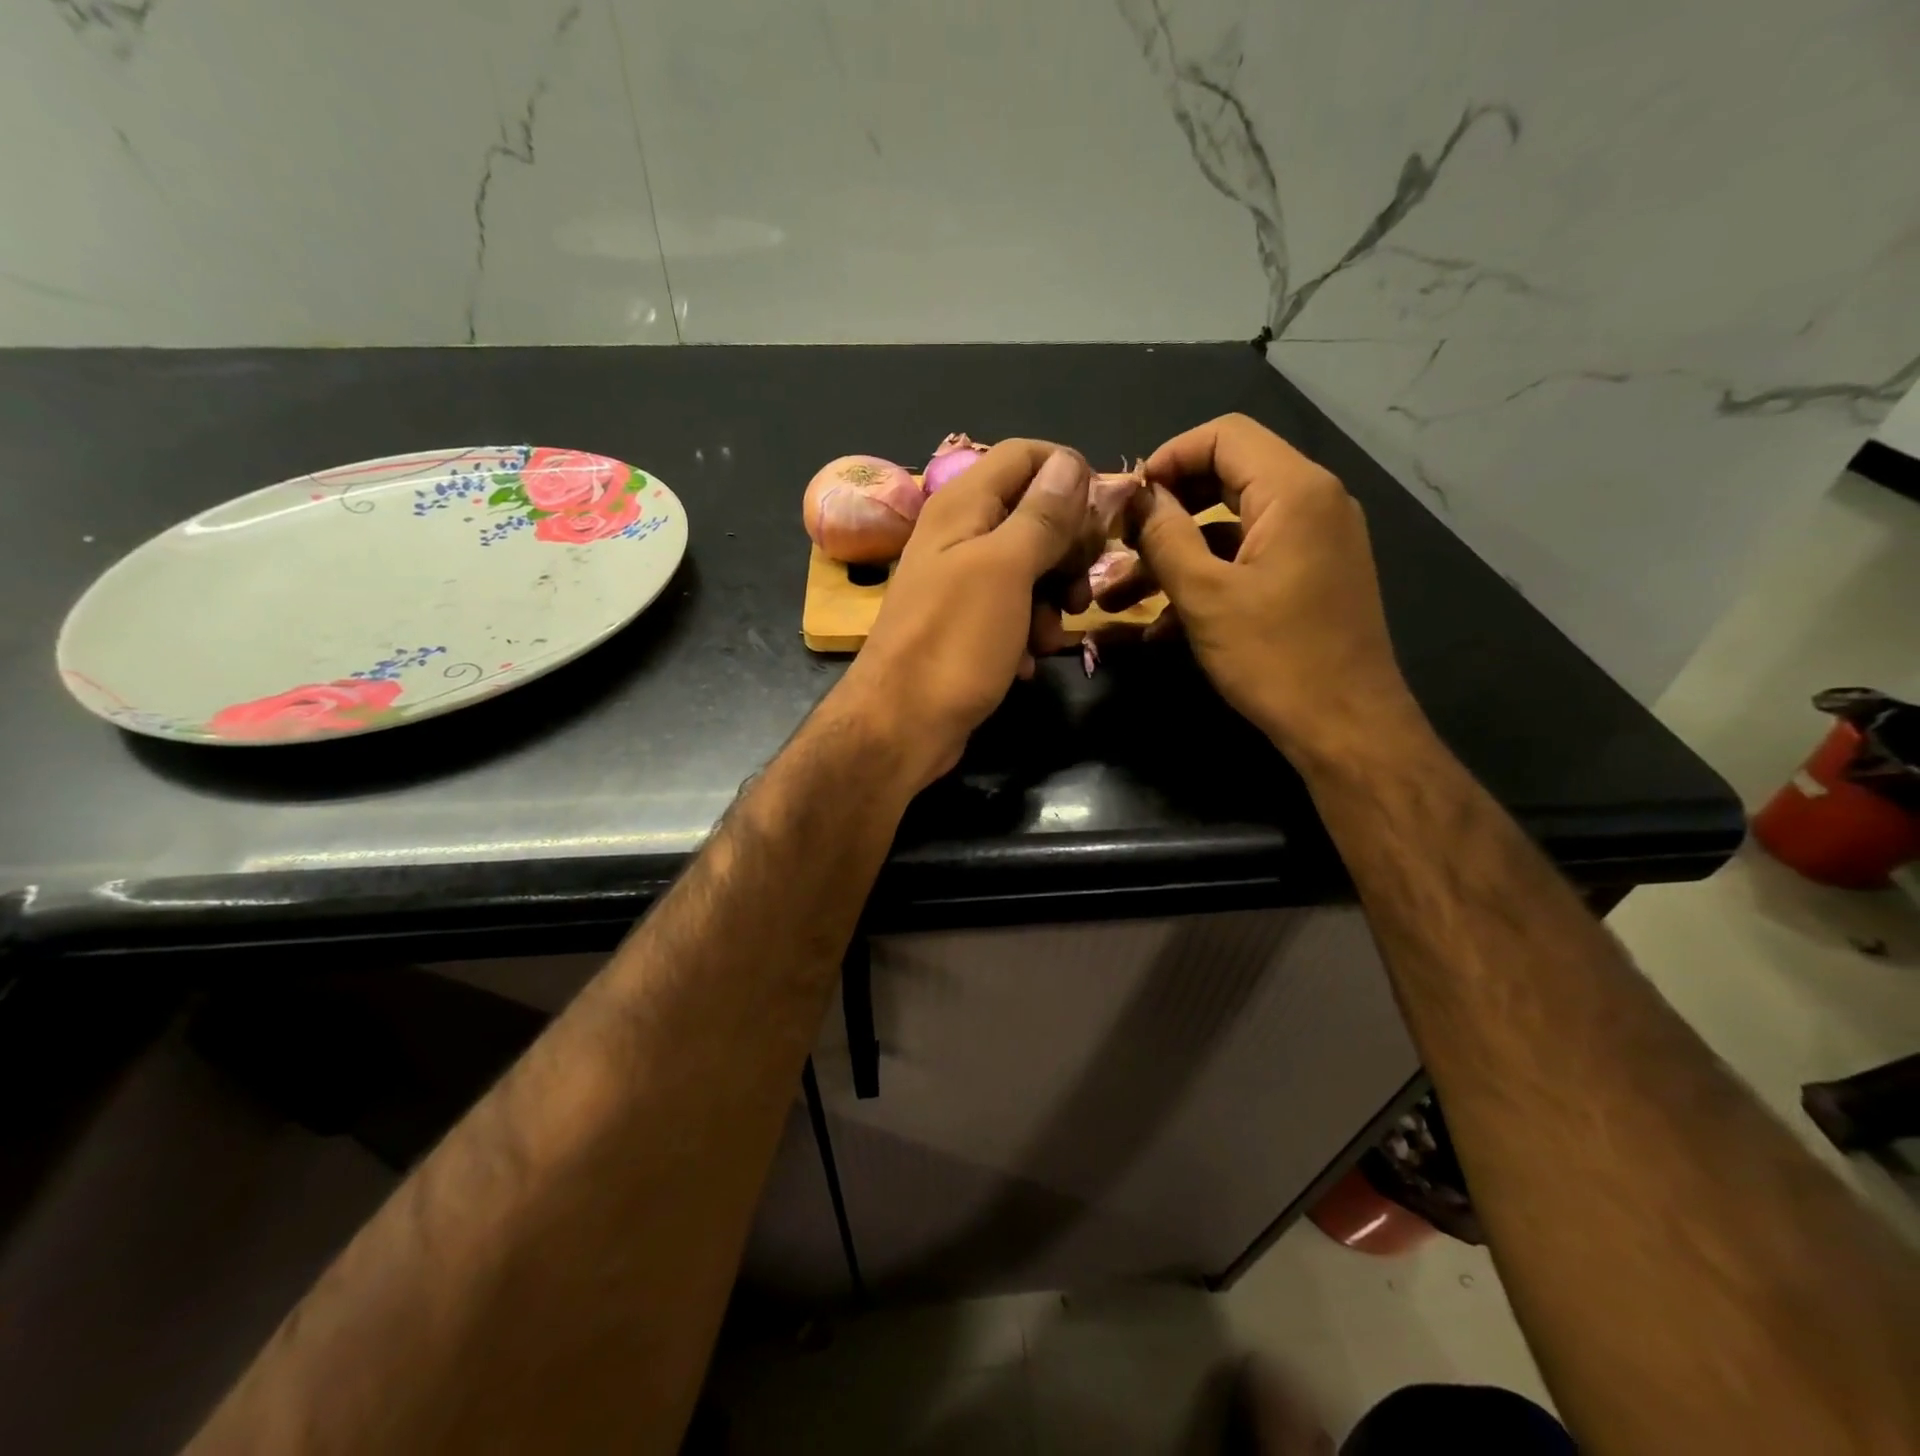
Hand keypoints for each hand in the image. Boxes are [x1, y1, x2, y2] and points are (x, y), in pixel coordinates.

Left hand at [831, 441, 1092, 787]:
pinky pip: (1014, 610)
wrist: (901, 727)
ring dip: (1053, 599)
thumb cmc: (954, 643)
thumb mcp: (1006, 570)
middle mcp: (961, 535)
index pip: (1025, 455)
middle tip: (1078, 588)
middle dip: (1067, 549)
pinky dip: (1028, 631)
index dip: (1067, 475)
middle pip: (1034, 512)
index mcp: (963, 505)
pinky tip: (1027, 660)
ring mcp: (962, 582)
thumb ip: (1040, 515)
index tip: (1098, 519)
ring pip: (1030, 567)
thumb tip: (1070, 461)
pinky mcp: (968, 625)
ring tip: (1049, 636)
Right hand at [1094, 414, 1419, 759]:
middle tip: (1121, 541)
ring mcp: (1315, 541)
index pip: (1224, 435)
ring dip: (1176, 554)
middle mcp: (1312, 502)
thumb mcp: (1205, 596)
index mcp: (1294, 491)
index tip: (1126, 500)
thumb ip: (1165, 536)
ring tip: (1120, 596)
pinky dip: (1206, 579)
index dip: (1167, 457)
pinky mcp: (1309, 576)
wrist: (1346, 727)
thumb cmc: (1274, 657)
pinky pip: (1249, 559)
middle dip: (1167, 509)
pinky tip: (1160, 625)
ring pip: (1231, 526)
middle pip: (1227, 476)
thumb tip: (1138, 497)